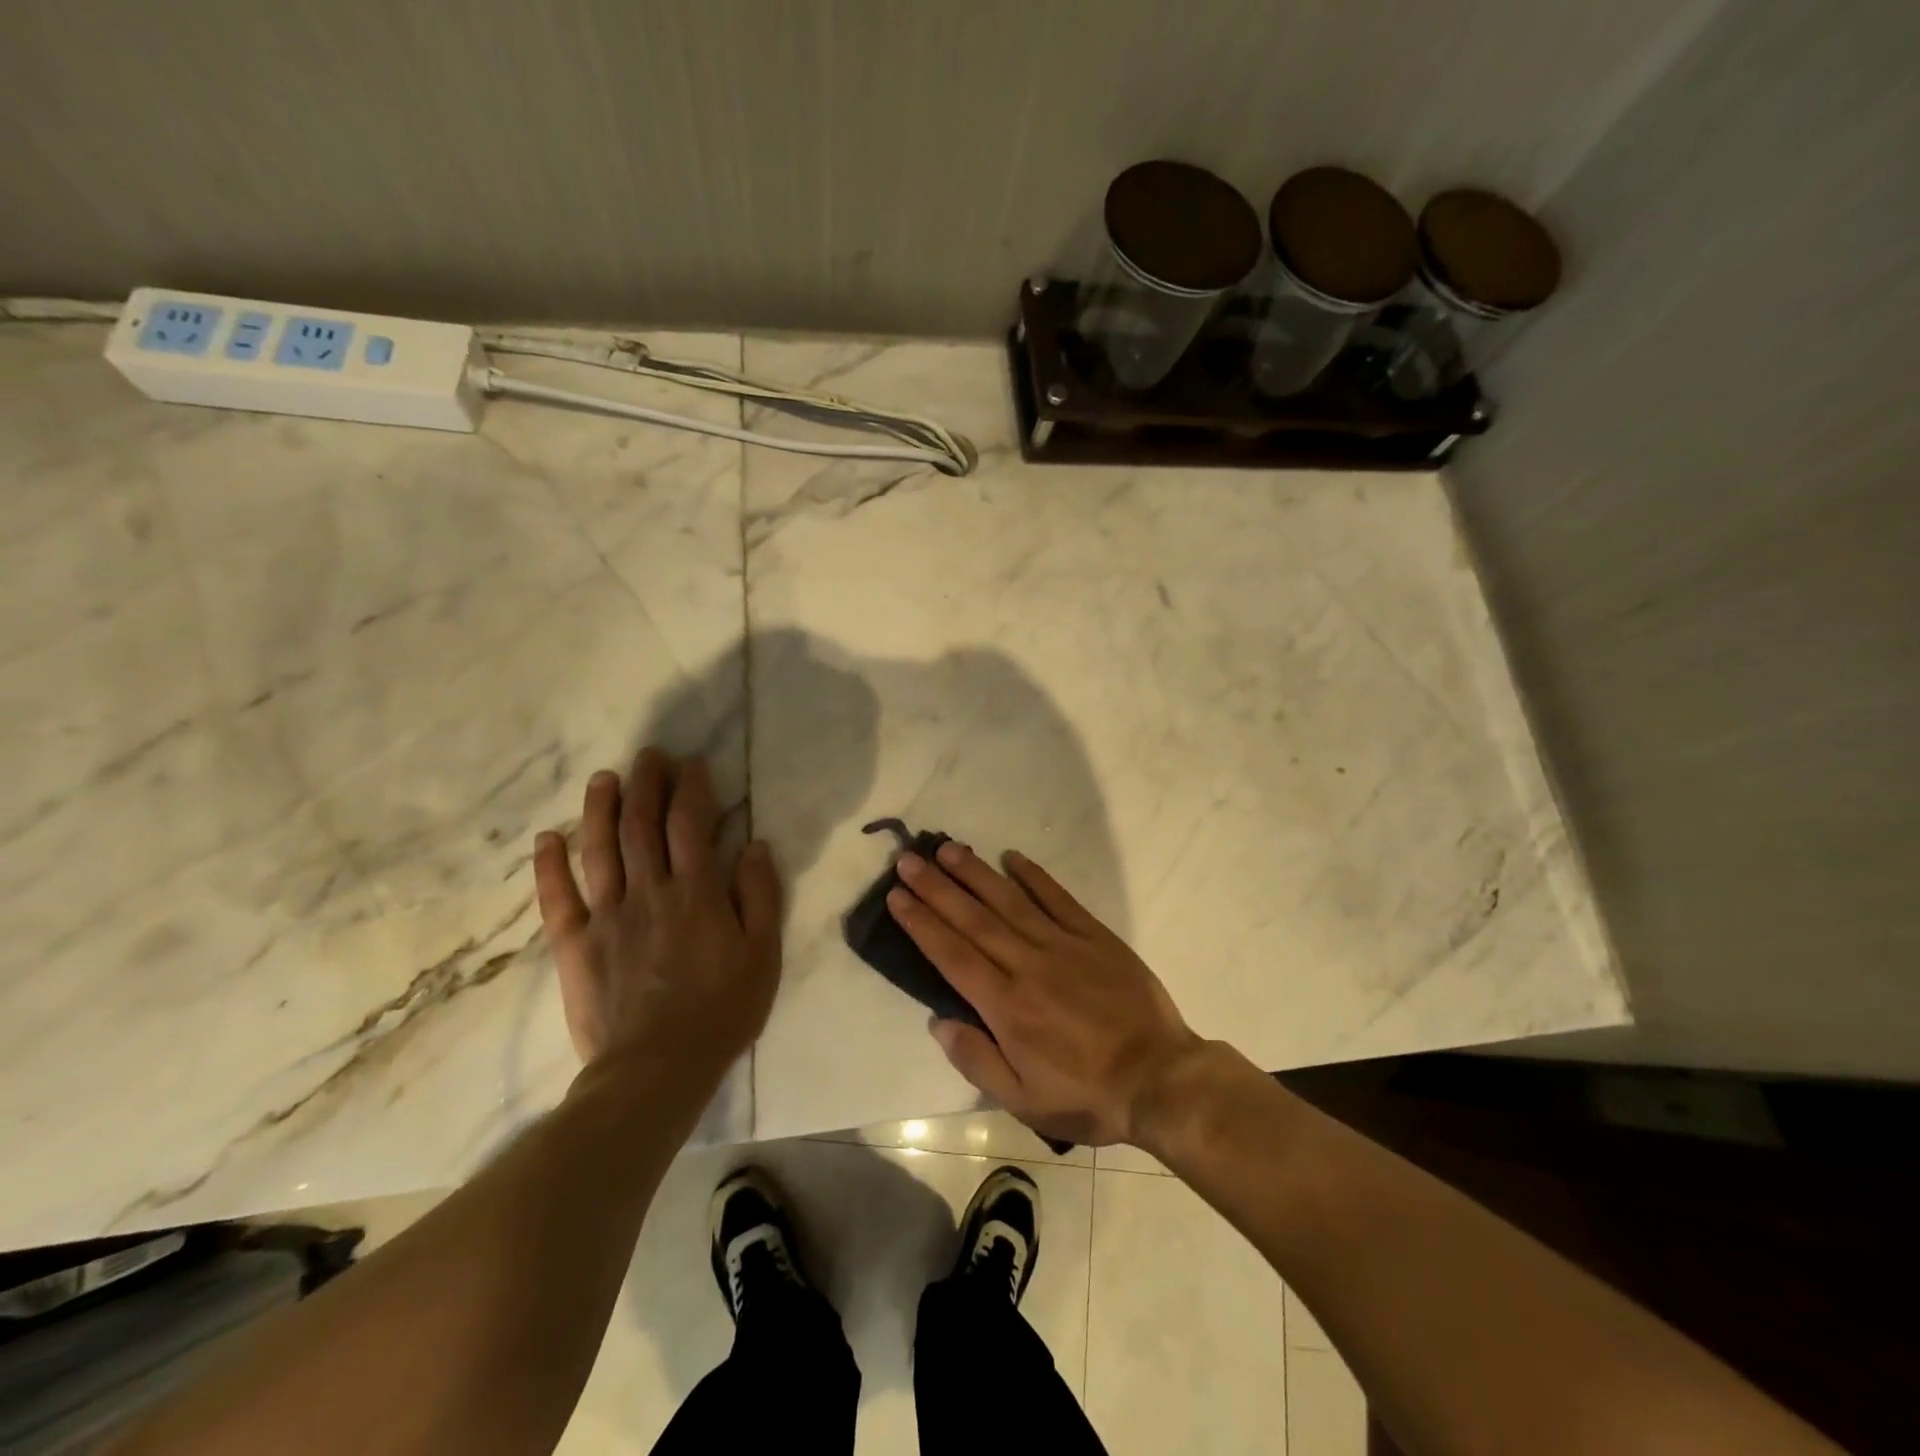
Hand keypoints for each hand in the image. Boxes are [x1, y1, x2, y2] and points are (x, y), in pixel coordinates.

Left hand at [533, 749, 781, 1077]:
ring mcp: (607, 917)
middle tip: (649, 755)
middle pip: (642, 825)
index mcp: (697, 892)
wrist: (657, 1069)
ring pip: (600, 850)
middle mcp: (649, 892)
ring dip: (601, 809)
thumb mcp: (763, 954)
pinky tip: (548, 838)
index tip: (692, 764)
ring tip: (604, 777)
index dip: (690, 788)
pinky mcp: (577, 945)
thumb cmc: (722, 1010)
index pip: (690, 824)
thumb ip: (759, 895)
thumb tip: (754, 845)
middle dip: (646, 783)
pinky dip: (550, 866)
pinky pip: (558, 899)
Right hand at [887, 843, 1201, 1146]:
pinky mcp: (1094, 936)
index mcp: (1006, 1006)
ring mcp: (1063, 945)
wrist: (1160, 1079)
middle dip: (936, 888)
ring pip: (1009, 900)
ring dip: (975, 873)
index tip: (897, 897)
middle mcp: (1028, 965)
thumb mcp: (1024, 1100)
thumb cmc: (1087, 1095)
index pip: (952, 955)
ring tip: (947, 849)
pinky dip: (1034, 876)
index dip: (921, 923)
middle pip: (973, 919)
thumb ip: (977, 1060)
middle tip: (908, 860)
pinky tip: (1012, 857)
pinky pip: (1058, 898)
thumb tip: (938, 1021)